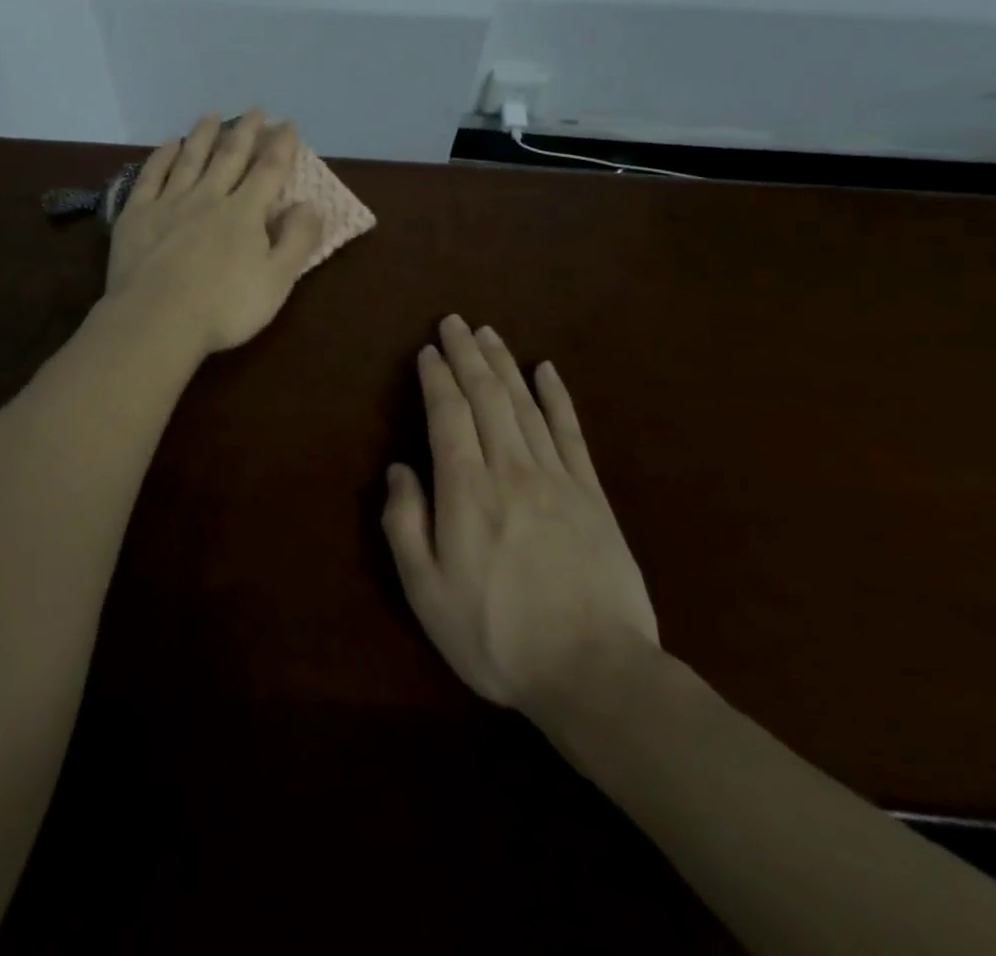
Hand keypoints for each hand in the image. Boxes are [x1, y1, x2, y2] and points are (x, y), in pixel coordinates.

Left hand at [105, 111, 324, 357]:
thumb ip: (297, 240)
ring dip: (203, 135)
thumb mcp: (277, 281)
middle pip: (229, 157)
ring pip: (190, 159)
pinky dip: (162, 156)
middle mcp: (208, 197)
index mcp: (244, 213)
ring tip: (212, 116)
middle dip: (244, 131)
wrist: (156, 320)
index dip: (281, 146)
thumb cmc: (224, 308)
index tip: (287, 124)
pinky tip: (168, 144)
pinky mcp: (137, 214)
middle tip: (254, 110)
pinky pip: (151, 176)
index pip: (268, 171)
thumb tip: (312, 204)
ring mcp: (169, 203)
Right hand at [382, 315, 658, 715]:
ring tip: (489, 334)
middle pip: (487, 396)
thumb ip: (405, 524)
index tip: (428, 350)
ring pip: (526, 404)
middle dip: (467, 354)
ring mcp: (557, 478)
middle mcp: (510, 468)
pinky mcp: (592, 495)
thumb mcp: (426, 591)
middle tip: (455, 321)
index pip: (448, 414)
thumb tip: (399, 470)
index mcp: (467, 490)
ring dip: (504, 364)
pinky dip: (558, 397)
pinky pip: (571, 433)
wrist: (595, 673)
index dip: (436, 377)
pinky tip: (548, 371)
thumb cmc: (496, 635)